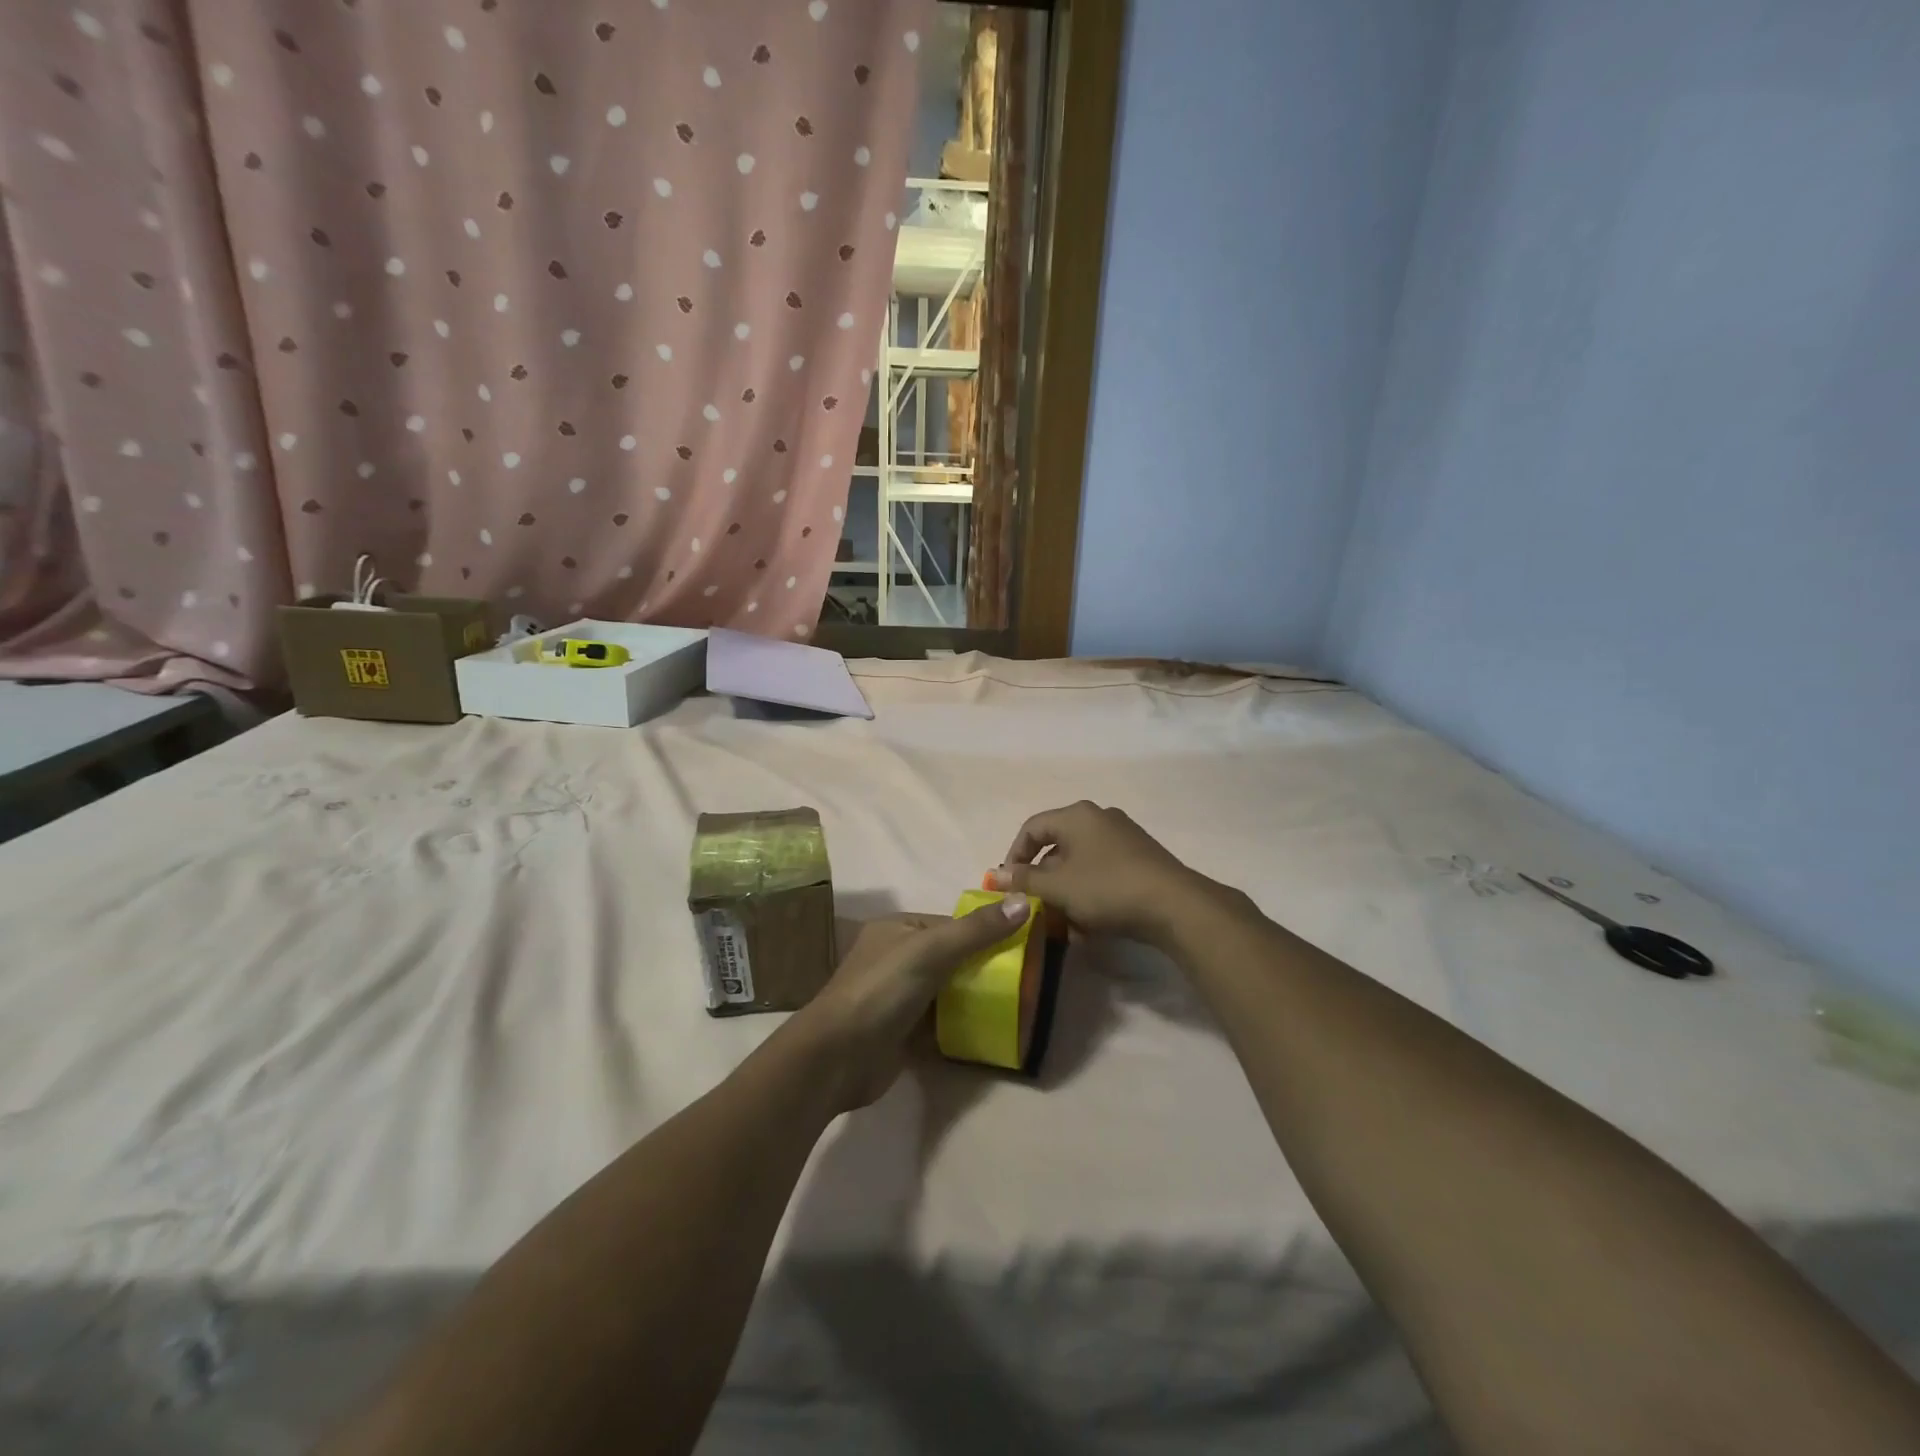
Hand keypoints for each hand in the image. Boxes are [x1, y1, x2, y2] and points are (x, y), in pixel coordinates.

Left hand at [793, 898, 1030, 1109]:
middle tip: (1024, 980)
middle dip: (984, 967)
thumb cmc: (882, 990)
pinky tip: (991, 1029)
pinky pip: (940, 1021)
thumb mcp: (932, 950)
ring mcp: (899, 996)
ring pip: (947, 990)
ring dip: (975, 997)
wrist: (837, 1057)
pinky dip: (962, 1024)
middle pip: (952, 957)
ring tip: (1016, 1004)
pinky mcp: (902, 1031)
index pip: (952, 924)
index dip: (986, 932)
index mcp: (898, 928)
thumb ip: (977, 930)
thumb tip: (1026, 901)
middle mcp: (897, 957)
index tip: (1023, 946)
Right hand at [990, 801, 1225, 947]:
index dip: (1014, 856)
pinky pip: (1103, 870)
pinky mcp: (1141, 858)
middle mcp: (1100, 818)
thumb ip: (1024, 879)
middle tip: (1034, 905)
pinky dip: (1089, 891)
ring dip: (1065, 889)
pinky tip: (1090, 921)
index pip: (1032, 828)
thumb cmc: (1107, 888)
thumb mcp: (1058, 887)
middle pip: (1057, 845)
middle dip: (1042, 878)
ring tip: (1062, 920)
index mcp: (1077, 815)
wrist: (1175, 906)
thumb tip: (994, 874)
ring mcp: (1124, 837)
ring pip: (1081, 862)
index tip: (1008, 885)